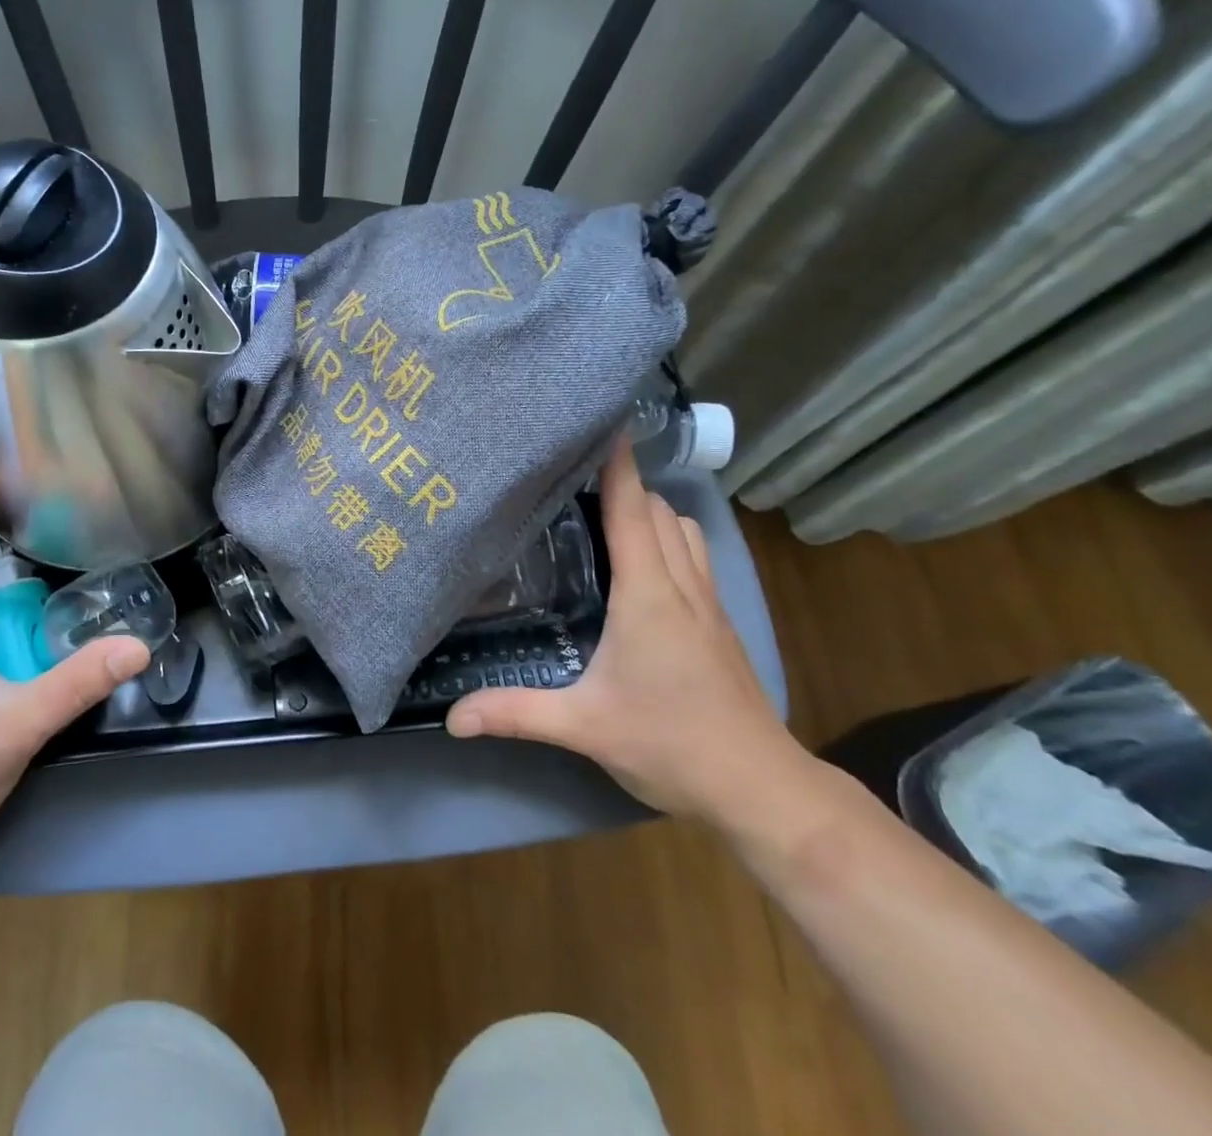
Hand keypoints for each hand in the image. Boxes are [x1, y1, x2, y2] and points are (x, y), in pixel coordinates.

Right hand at [447, 436, 799, 819]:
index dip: (618, 465)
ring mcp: (708, 601)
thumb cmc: (670, 742)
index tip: (603, 424)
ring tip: (606, 511)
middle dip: (624, 483)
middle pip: (658, 509)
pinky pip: (692, 554)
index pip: (632, 511)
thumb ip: (515, 713)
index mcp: (648, 593)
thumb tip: (452, 716)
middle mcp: (681, 584)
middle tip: (574, 475)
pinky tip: (642, 561)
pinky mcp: (719, 621)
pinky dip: (667, 536)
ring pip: (682, 529)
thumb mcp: (583, 727)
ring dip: (650, 510)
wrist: (758, 786)